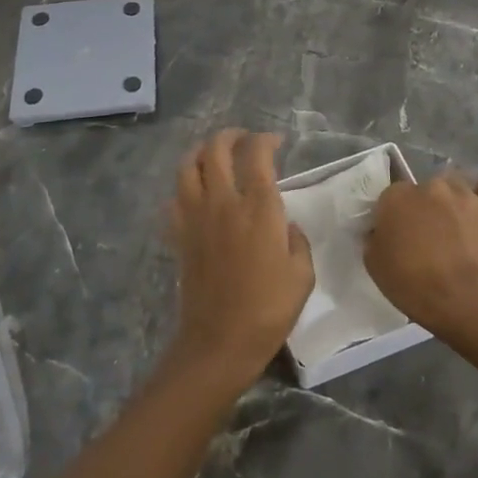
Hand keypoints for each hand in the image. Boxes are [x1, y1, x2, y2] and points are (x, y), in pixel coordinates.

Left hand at [166, 130, 314, 391]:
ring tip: (214, 155)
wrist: (220, 341)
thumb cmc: (269, 309)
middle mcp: (224, 202)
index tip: (275, 142)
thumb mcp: (302, 275)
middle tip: (244, 140)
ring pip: (188, 166)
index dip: (266, 140)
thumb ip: (297, 240)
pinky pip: (174, 198)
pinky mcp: (180, 235)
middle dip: (231, 136)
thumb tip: (286, 225)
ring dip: (201, 152)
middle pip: (217, 149)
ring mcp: (196, 217)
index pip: (257, 155)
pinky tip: (195, 193)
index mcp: (259, 208)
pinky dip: (184, 187)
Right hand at [366, 170, 477, 333]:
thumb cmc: (410, 283)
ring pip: (455, 183)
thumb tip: (380, 230)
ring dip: (452, 199)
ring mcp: (462, 193)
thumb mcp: (373, 263)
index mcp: (397, 196)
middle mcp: (429, 186)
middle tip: (427, 234)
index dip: (395, 216)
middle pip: (424, 188)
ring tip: (456, 224)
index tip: (398, 235)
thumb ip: (374, 237)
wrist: (458, 298)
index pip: (391, 196)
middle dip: (424, 207)